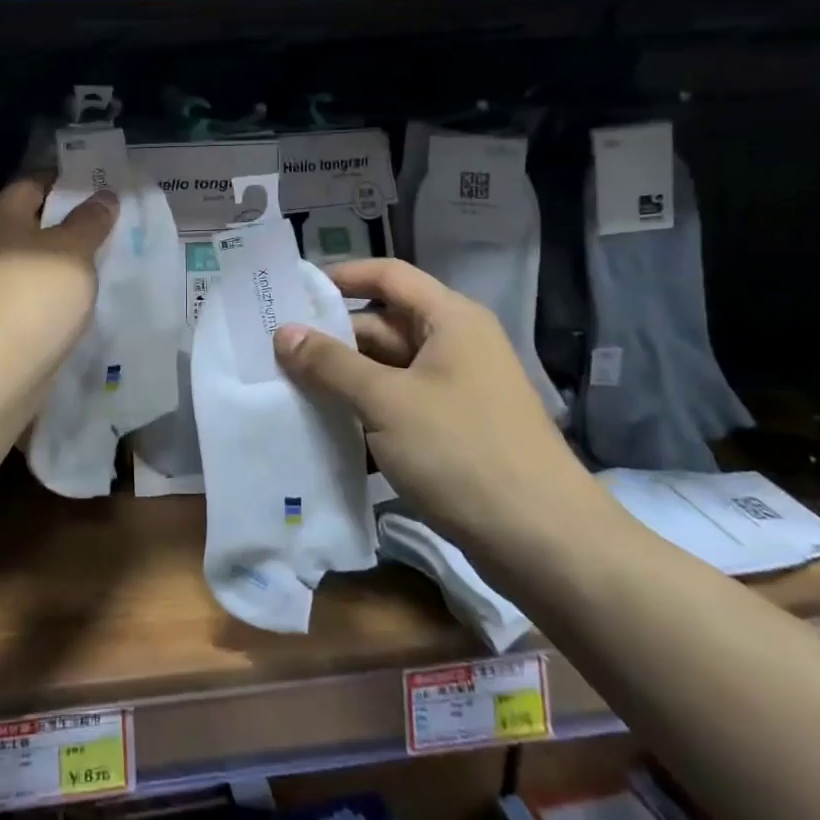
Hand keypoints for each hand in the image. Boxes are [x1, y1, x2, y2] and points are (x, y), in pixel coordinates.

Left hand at [0, 174, 115, 375]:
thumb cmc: (36, 292)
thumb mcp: (75, 248)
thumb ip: (91, 220)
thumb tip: (103, 196)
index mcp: (1, 211)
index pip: (37, 181)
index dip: (70, 181)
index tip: (104, 187)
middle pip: (35, 219)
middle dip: (71, 220)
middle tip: (112, 221)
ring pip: (36, 255)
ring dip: (65, 255)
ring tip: (106, 255)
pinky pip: (34, 285)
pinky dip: (56, 284)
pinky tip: (83, 290)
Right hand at [273, 258, 612, 572]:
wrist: (543, 543)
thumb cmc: (462, 451)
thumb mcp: (386, 400)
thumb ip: (330, 363)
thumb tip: (283, 333)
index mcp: (450, 320)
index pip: (388, 276)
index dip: (341, 276)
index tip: (292, 292)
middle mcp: (455, 346)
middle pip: (382, 326)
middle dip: (332, 340)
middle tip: (275, 353)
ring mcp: (456, 392)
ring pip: (386, 371)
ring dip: (343, 381)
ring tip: (287, 391)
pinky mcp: (453, 433)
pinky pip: (398, 408)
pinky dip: (364, 415)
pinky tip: (324, 433)